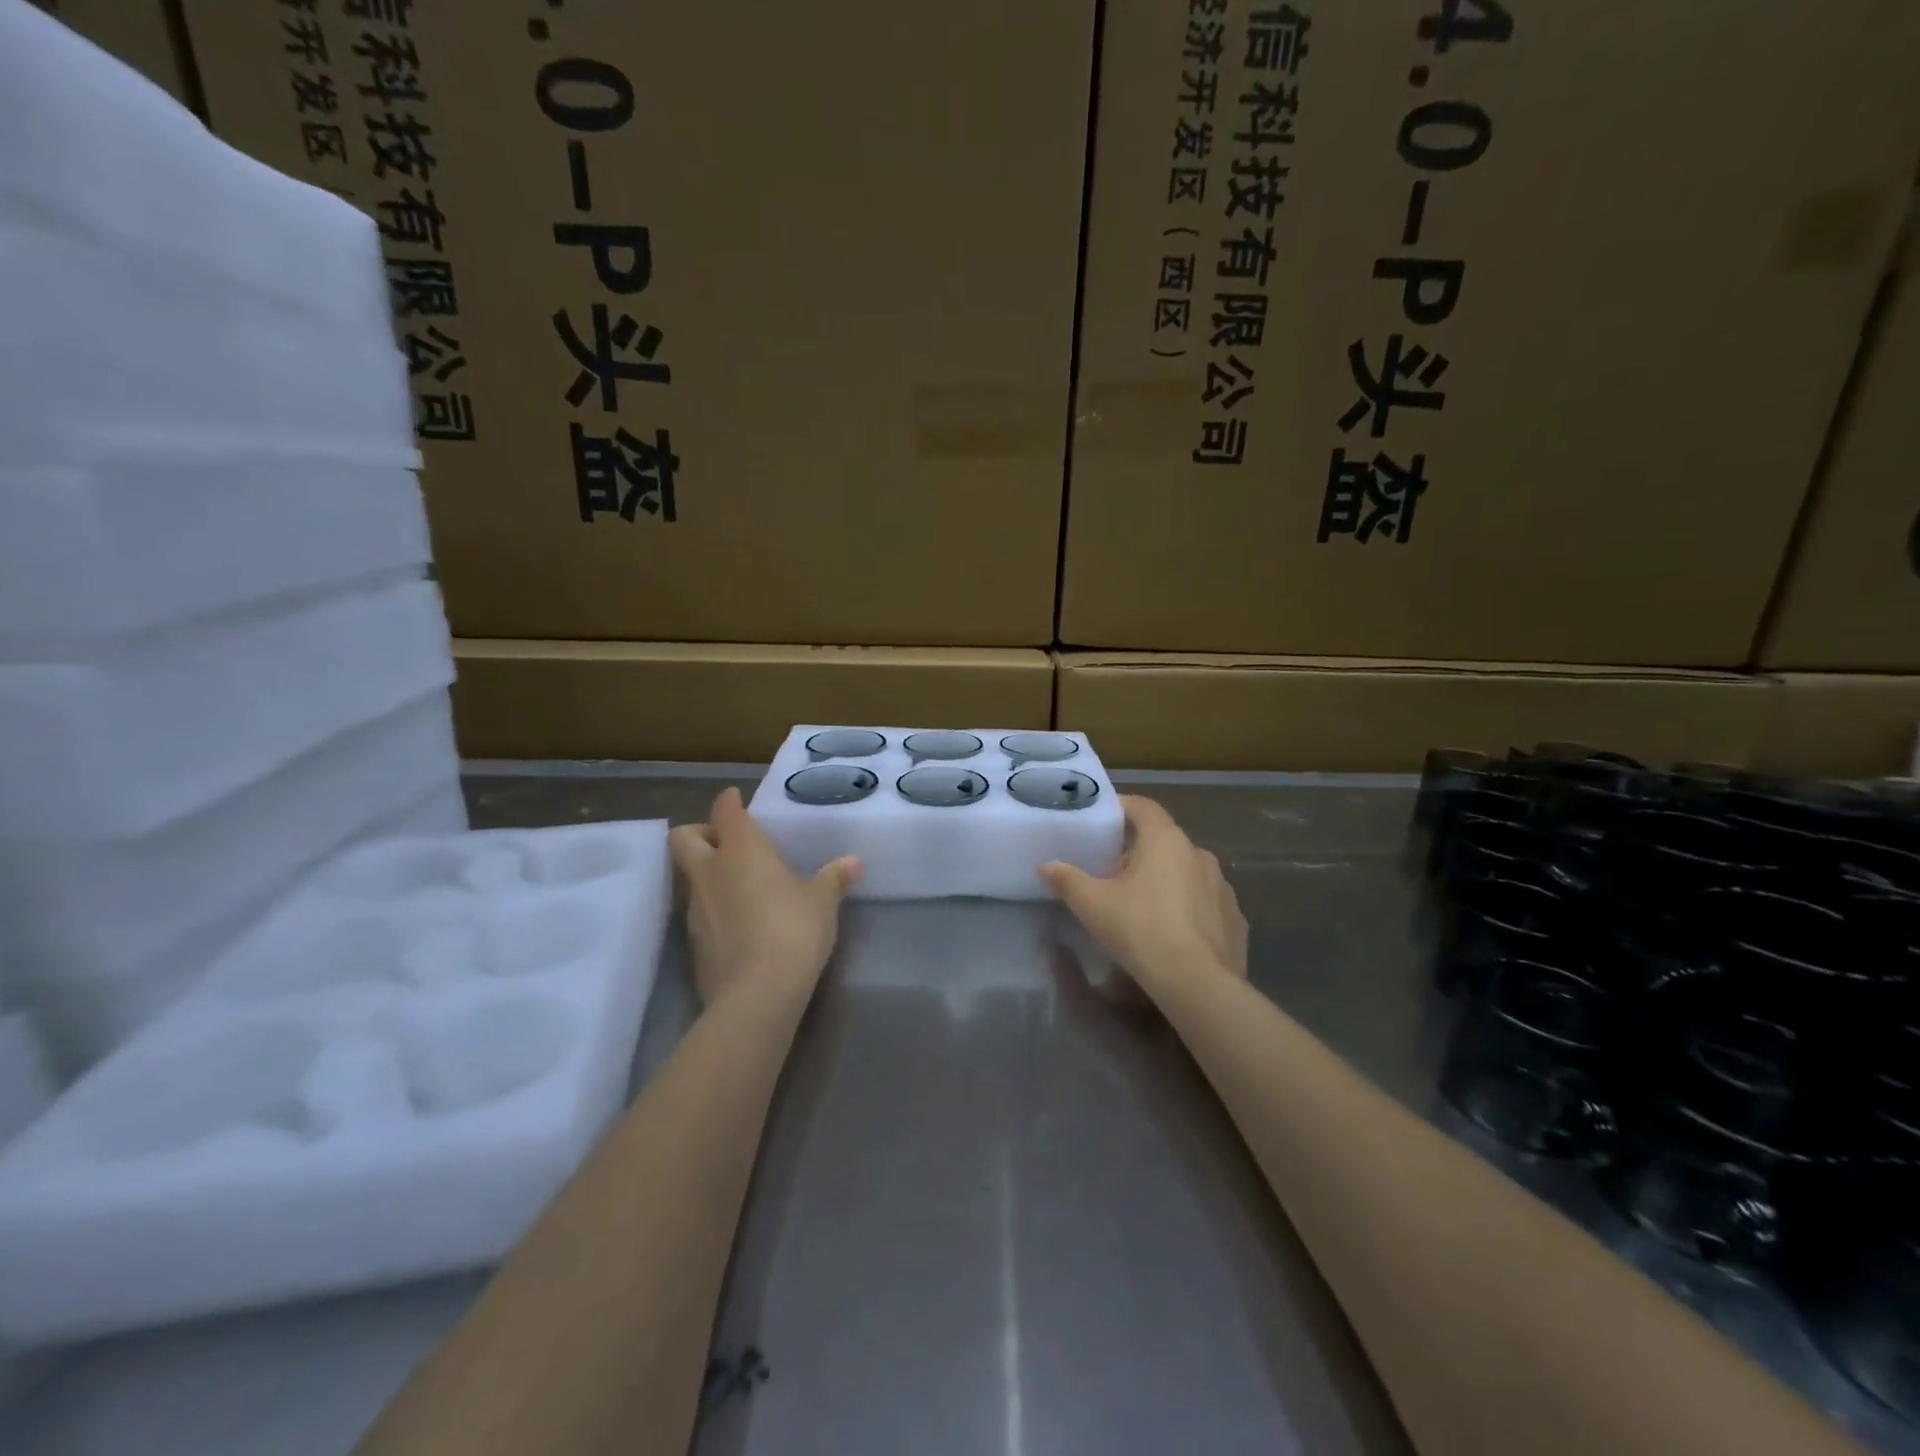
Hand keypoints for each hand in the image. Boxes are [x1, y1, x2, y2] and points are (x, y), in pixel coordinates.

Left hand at [668, 787, 860, 1006]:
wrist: (756, 993)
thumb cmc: (793, 930)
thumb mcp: (822, 902)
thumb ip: (833, 878)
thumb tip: (853, 862)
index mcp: (741, 849)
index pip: (724, 811)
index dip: (729, 802)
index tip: (736, 800)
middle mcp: (710, 871)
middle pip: (682, 838)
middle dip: (699, 833)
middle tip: (725, 844)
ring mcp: (695, 909)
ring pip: (690, 878)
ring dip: (708, 875)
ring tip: (741, 888)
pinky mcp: (692, 943)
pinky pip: (698, 913)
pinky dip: (714, 910)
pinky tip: (740, 925)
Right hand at [1040, 796, 1247, 993]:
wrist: (1198, 984)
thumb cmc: (1141, 930)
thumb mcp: (1092, 905)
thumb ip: (1068, 879)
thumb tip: (1046, 865)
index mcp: (1166, 840)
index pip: (1144, 807)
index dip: (1122, 807)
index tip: (1103, 820)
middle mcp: (1199, 854)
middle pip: (1164, 841)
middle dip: (1139, 852)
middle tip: (1112, 874)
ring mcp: (1222, 887)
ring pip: (1186, 872)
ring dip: (1165, 880)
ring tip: (1141, 906)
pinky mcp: (1235, 918)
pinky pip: (1205, 902)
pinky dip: (1188, 908)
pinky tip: (1172, 932)